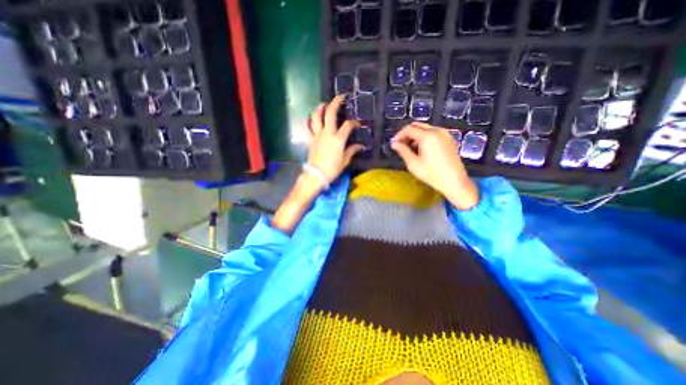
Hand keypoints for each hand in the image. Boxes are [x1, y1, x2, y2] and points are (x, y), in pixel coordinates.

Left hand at [305, 95, 364, 185]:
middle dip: (335, 103)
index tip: (357, 124)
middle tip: (340, 97)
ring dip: (319, 108)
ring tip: (323, 104)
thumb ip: (352, 151)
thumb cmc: (332, 169)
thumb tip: (360, 146)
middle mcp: (327, 133)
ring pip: (316, 117)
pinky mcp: (310, 140)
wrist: (316, 175)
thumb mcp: (345, 161)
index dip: (354, 123)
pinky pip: (306, 128)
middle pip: (330, 113)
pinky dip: (306, 122)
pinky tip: (309, 118)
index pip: (348, 126)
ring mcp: (317, 135)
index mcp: (338, 139)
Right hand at [389, 121, 478, 208]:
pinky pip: (433, 132)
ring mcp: (445, 134)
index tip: (393, 144)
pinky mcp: (449, 138)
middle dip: (406, 134)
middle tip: (400, 145)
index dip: (399, 135)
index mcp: (428, 136)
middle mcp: (437, 130)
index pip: (409, 129)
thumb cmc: (432, 174)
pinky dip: (424, 137)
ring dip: (415, 135)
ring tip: (410, 148)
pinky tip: (421, 149)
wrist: (454, 181)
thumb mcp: (413, 164)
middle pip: (417, 125)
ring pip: (425, 128)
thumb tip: (394, 144)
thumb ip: (403, 151)